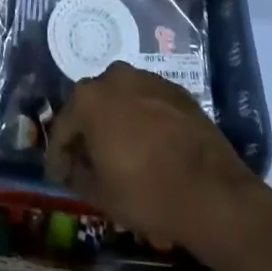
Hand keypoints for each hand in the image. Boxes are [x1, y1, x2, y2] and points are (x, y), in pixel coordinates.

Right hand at [45, 62, 255, 251]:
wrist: (213, 192)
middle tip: (89, 162)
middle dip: (88, 133)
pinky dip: (144, 121)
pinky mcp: (177, 90)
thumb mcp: (100, 193)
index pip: (63, 127)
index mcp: (88, 97)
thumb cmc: (146, 192)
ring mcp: (148, 79)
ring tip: (122, 155)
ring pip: (122, 101)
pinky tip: (150, 148)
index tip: (58, 175)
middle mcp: (115, 77)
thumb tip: (73, 166)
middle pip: (92, 106)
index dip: (59, 154)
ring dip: (117, 123)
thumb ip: (77, 173)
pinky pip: (148, 103)